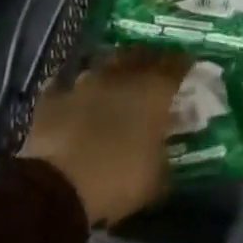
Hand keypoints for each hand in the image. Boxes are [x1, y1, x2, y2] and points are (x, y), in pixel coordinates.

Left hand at [18, 49, 190, 225]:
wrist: (58, 188)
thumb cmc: (118, 180)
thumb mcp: (158, 176)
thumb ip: (165, 151)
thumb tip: (167, 143)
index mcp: (152, 91)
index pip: (175, 63)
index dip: (184, 62)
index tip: (190, 64)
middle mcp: (119, 77)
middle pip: (138, 54)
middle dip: (148, 58)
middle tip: (153, 68)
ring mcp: (83, 83)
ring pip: (102, 66)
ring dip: (111, 72)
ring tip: (115, 82)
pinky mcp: (52, 98)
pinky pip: (64, 86)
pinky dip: (71, 92)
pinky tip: (73, 100)